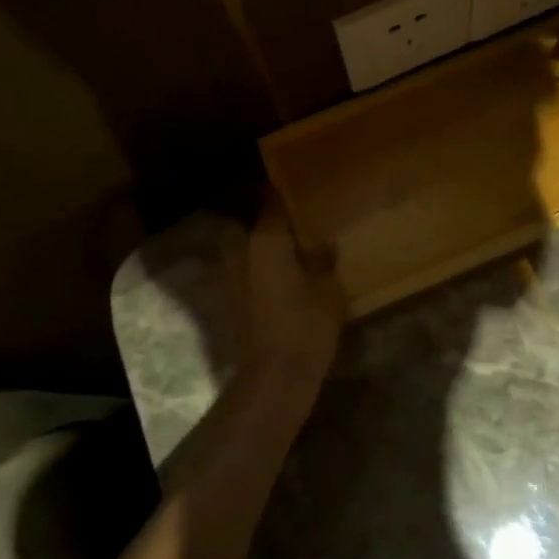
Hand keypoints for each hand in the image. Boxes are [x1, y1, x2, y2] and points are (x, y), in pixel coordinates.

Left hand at [242, 194, 344, 381]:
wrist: (274, 376)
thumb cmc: (305, 326)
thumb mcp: (329, 291)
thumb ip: (324, 262)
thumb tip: (322, 245)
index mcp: (266, 240)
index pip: (270, 201)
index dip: (281, 190)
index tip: (296, 183)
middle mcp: (241, 251)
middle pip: (247, 221)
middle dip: (263, 217)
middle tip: (289, 217)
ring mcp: (230, 276)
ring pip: (240, 246)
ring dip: (256, 242)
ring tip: (284, 244)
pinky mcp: (229, 299)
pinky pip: (242, 269)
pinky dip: (254, 266)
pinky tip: (276, 272)